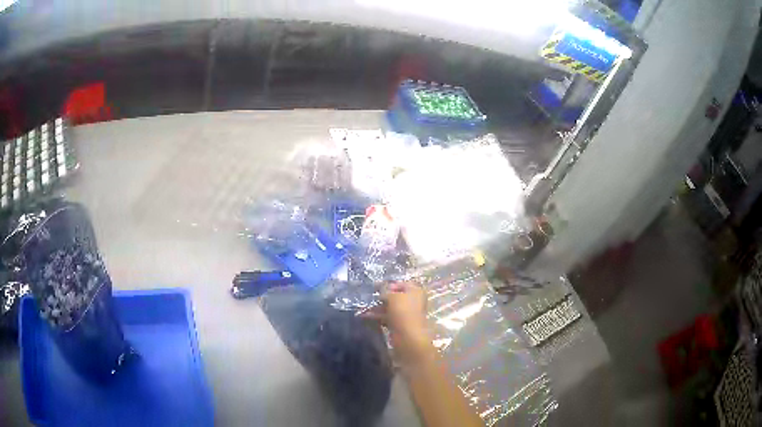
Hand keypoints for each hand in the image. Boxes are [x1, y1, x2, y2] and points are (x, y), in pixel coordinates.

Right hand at [366, 282, 430, 361]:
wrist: (408, 337)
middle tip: (369, 299)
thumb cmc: (403, 312)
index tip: (375, 288)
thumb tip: (382, 292)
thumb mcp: (392, 296)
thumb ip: (386, 291)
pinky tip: (366, 317)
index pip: (401, 284)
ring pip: (390, 308)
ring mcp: (406, 314)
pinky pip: (388, 318)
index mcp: (415, 291)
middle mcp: (413, 301)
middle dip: (381, 298)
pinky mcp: (400, 325)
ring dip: (377, 308)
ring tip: (363, 310)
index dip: (389, 285)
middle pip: (395, 297)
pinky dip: (378, 317)